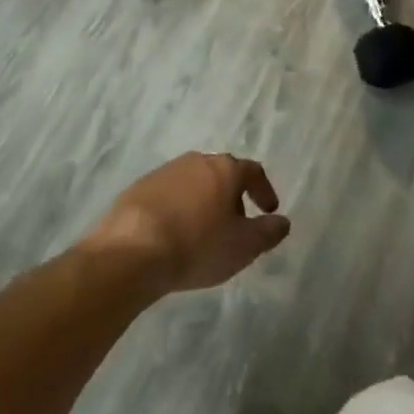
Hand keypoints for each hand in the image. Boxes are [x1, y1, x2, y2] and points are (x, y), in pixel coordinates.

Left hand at [89, 152, 290, 293]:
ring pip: (194, 183)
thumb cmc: (196, 246)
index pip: (253, 171)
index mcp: (225, 169)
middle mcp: (197, 161)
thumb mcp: (242, 246)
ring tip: (202, 233)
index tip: (269, 211)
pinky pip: (168, 195)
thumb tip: (283, 222)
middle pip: (222, 174)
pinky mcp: (139, 188)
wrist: (130, 252)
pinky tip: (172, 235)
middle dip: (232, 198)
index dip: (264, 190)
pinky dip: (177, 210)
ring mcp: (165, 171)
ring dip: (203, 202)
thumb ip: (268, 233)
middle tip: (235, 226)